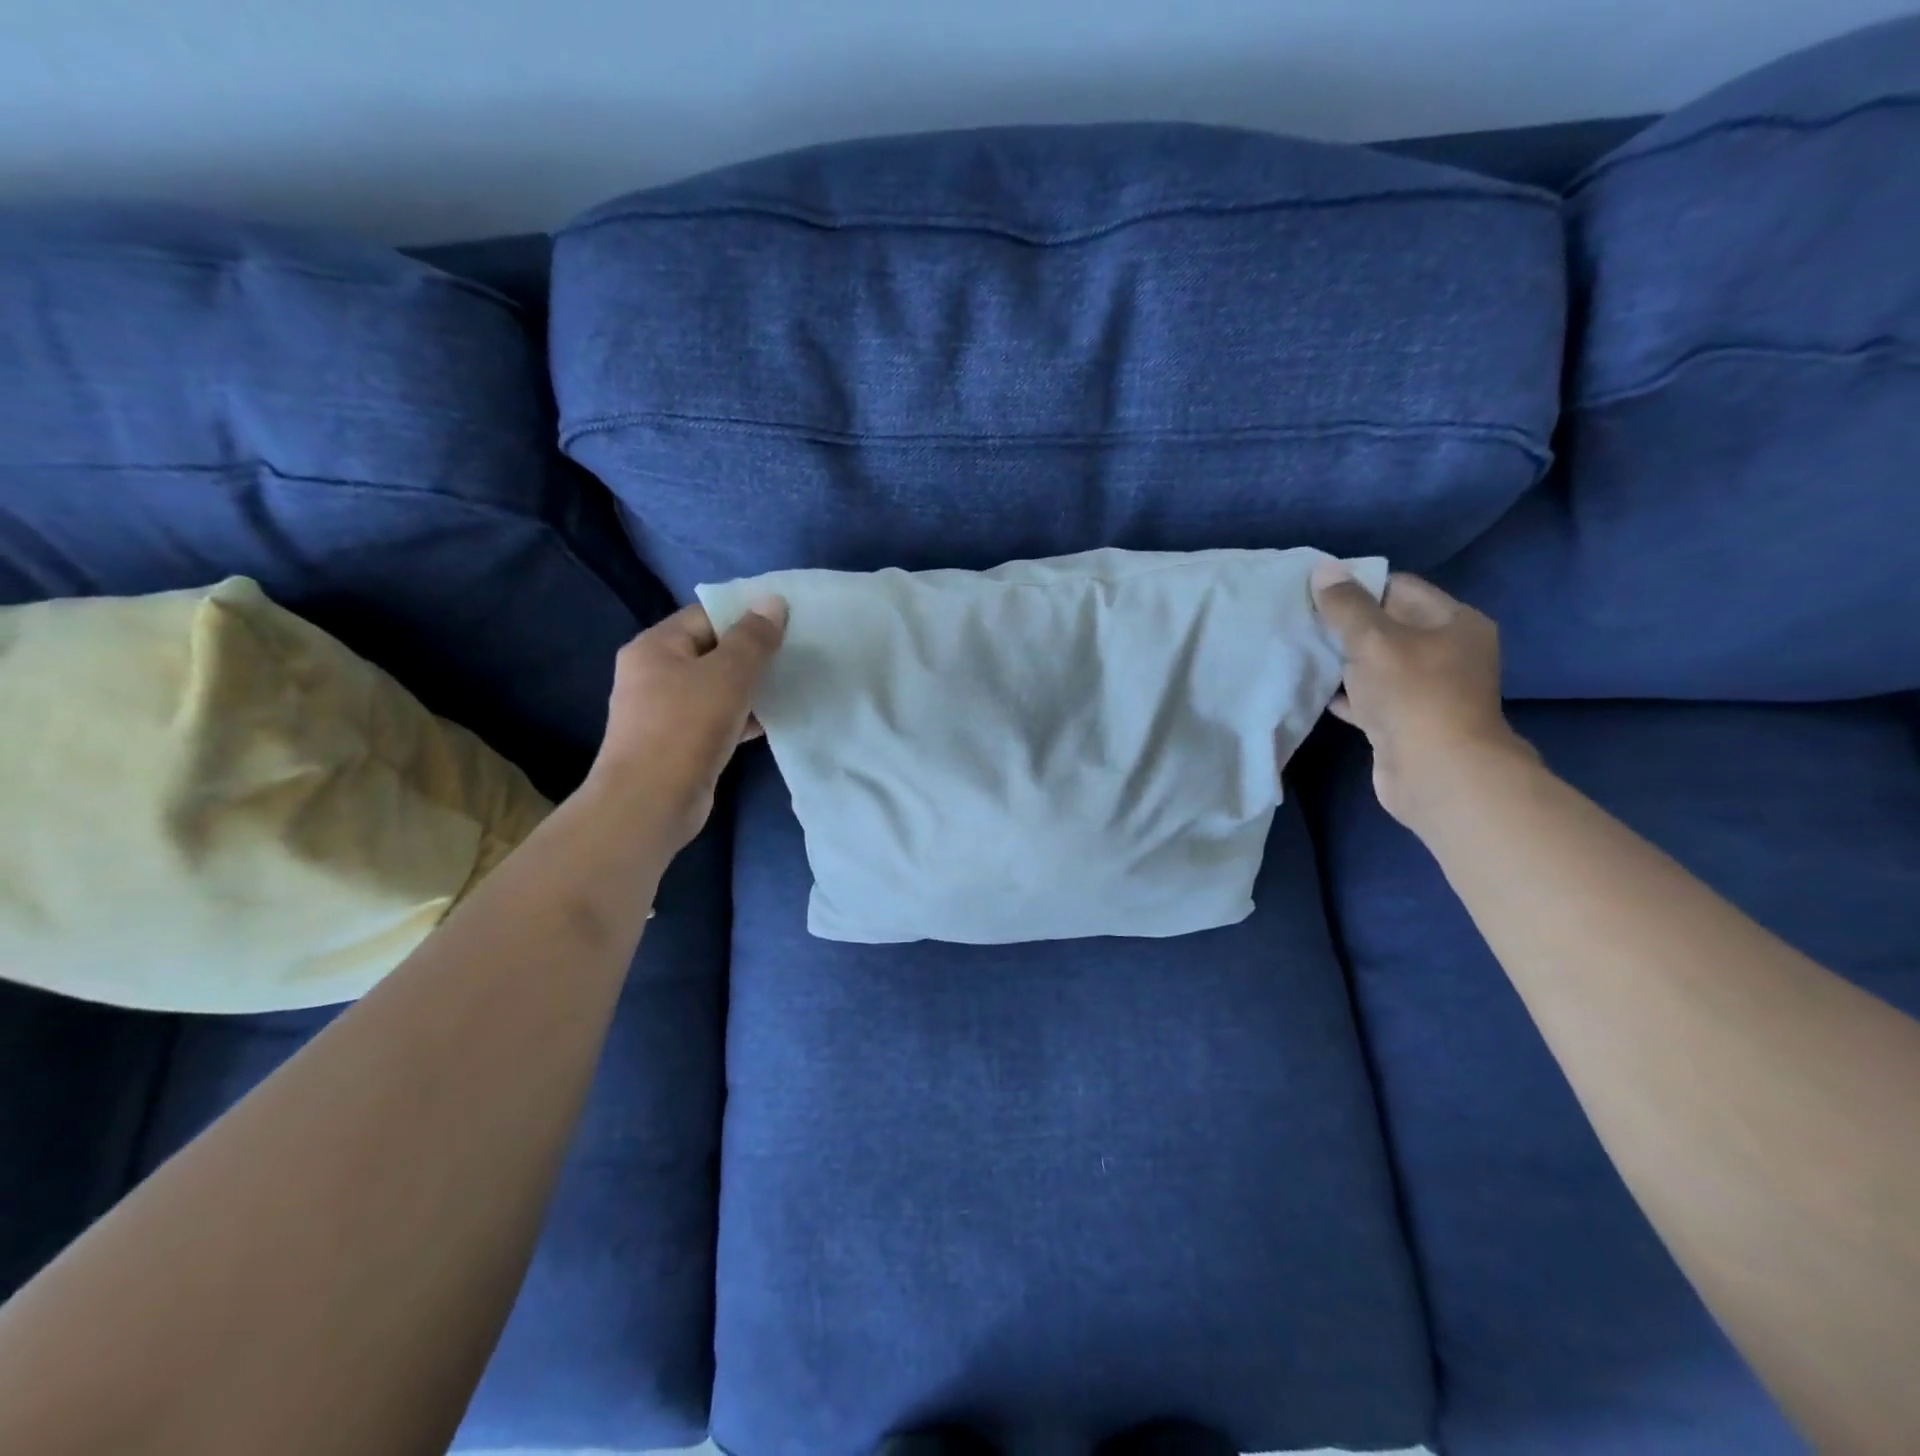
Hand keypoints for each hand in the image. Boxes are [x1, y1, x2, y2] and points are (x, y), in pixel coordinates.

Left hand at [588, 597, 786, 849]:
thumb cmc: (687, 727)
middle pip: (711, 651)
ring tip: (789, 687)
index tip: (786, 625)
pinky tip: (770, 721)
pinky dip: (740, 716)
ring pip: (715, 687)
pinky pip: (714, 718)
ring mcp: (662, 711)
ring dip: (749, 688)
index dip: (745, 616)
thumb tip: (772, 601)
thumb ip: (753, 638)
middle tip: (793, 656)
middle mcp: (653, 673)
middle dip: (751, 654)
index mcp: (656, 646)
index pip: (705, 615)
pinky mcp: (677, 743)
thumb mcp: (728, 674)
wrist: (651, 802)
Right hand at [1310, 563, 1531, 831]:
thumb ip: (1346, 605)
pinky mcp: (1410, 721)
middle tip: (1305, 623)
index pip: (1400, 588)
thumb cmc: (1412, 694)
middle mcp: (1450, 652)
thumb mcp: (1373, 639)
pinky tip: (1322, 692)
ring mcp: (1431, 690)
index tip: (1316, 595)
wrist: (1435, 772)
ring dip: (1347, 662)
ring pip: (1380, 664)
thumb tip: (1324, 570)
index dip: (1359, 587)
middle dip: (1348, 626)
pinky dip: (1351, 695)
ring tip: (1306, 654)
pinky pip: (1375, 697)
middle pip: (1390, 626)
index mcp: (1455, 622)